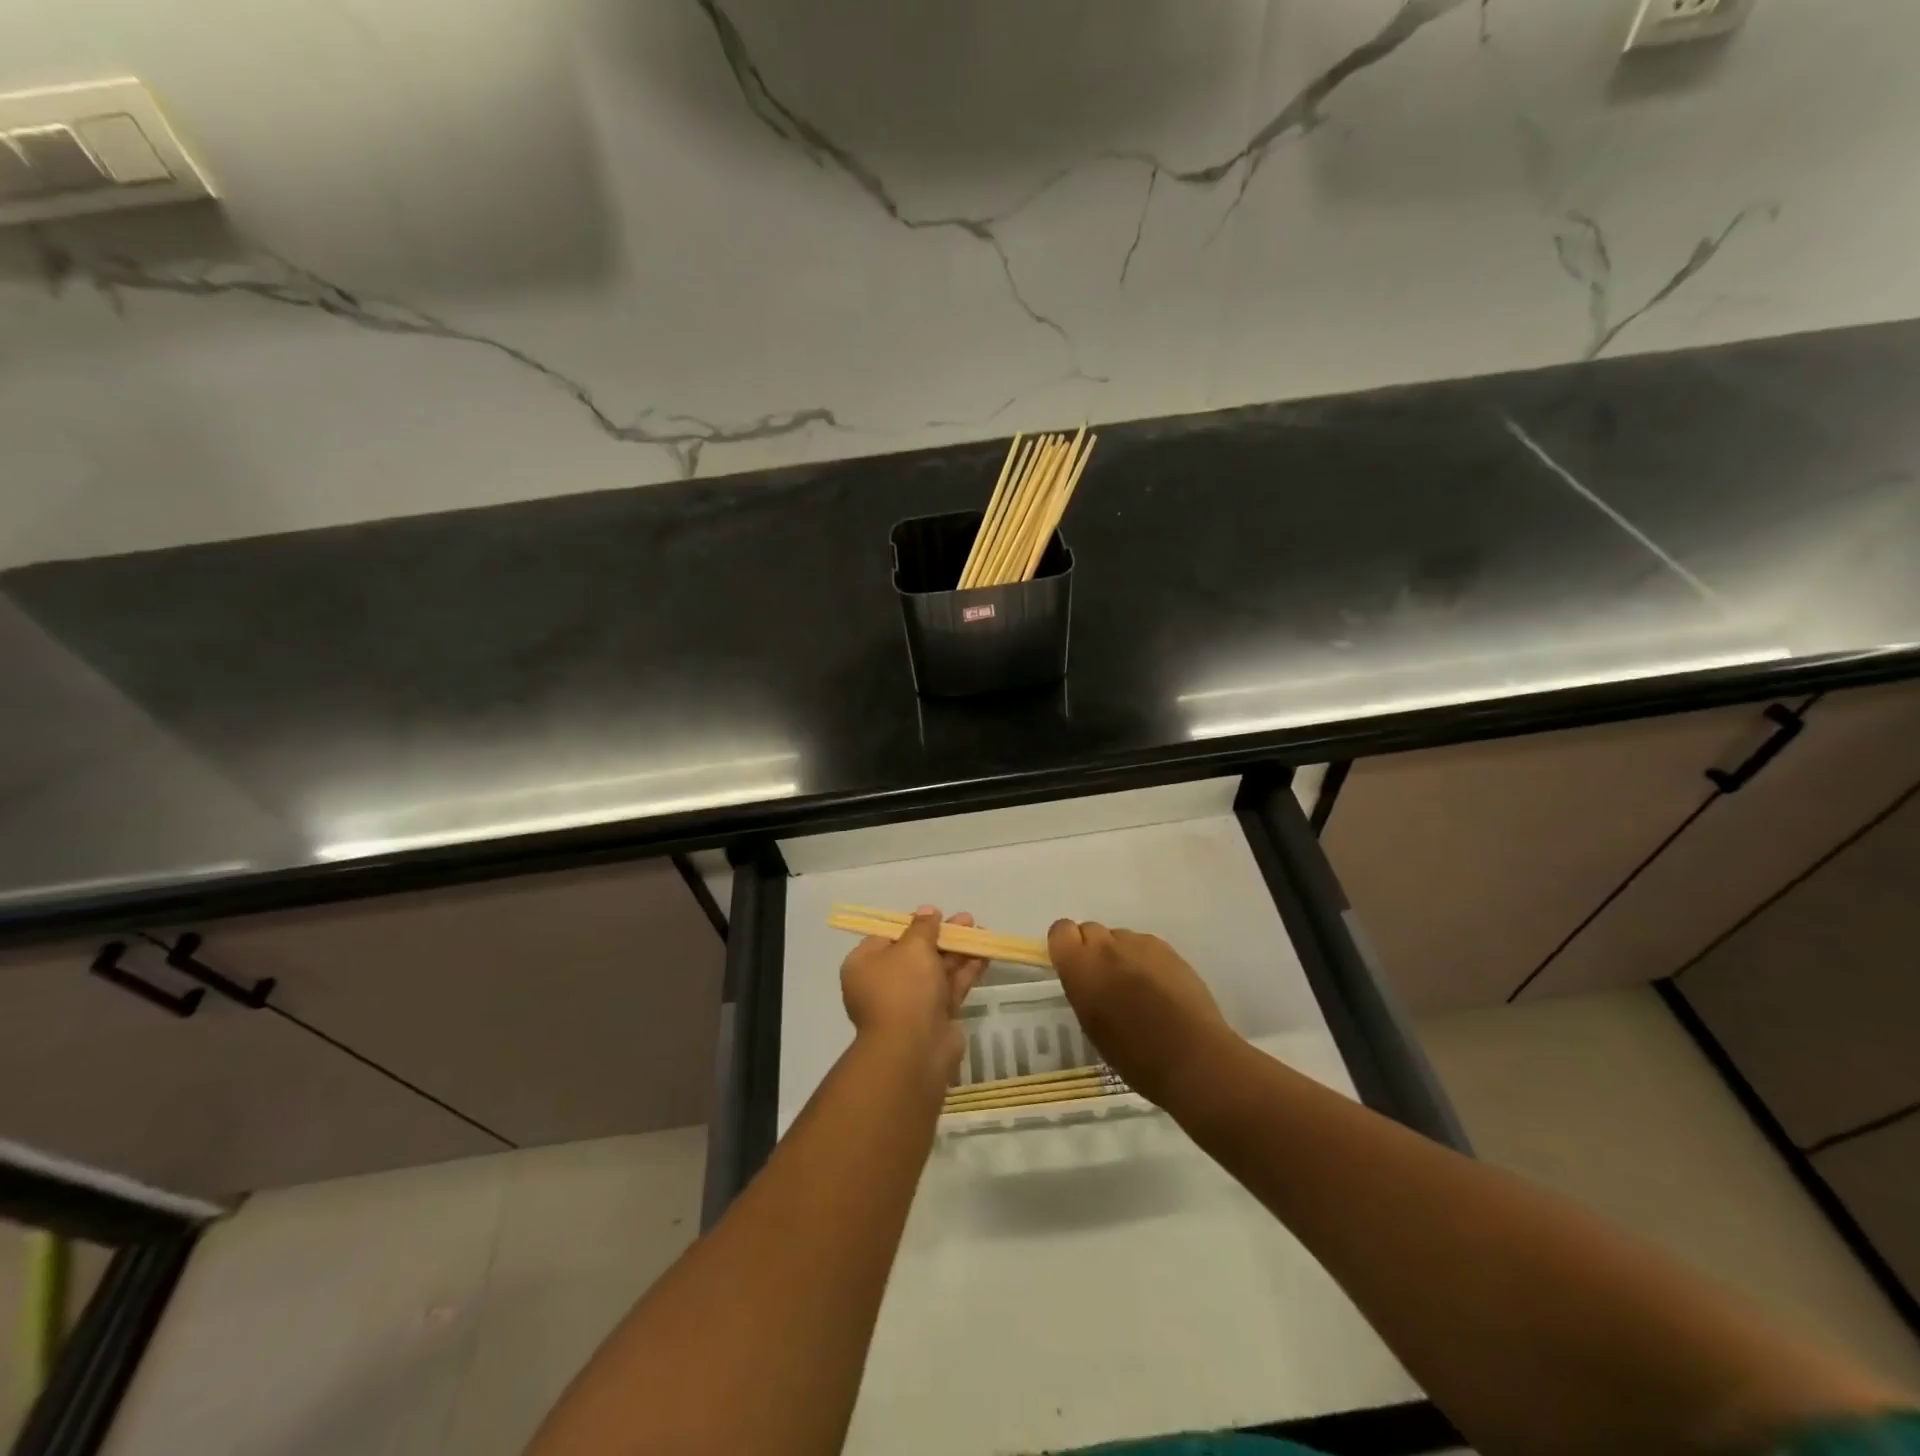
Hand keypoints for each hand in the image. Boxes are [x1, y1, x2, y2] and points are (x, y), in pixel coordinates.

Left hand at [841, 907, 985, 1086]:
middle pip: (915, 953)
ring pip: (935, 971)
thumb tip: (928, 911)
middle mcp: (883, 984)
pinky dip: (965, 972)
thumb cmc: (903, 989)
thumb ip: (923, 927)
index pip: (887, 937)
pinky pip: (948, 988)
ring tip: (981, 932)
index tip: (936, 915)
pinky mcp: (933, 1018)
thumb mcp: (912, 947)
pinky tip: (984, 956)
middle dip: (942, 936)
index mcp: (864, 965)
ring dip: (958, 951)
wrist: (914, 1050)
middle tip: (967, 921)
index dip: (913, 924)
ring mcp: (909, 1004)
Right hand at [1047, 920, 1234, 1106]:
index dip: (1067, 945)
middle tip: (1106, 980)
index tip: (1075, 967)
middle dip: (1094, 949)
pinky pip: (1146, 945)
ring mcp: (1140, 944)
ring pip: (1120, 937)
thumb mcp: (1091, 1023)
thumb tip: (1088, 976)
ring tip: (1138, 987)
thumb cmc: (1133, 1054)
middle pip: (1091, 929)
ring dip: (1121, 954)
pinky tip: (1160, 988)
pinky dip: (1146, 960)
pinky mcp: (1168, 949)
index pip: (1061, 930)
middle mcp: (1106, 946)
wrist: (1191, 1057)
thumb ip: (1083, 988)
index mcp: (1081, 966)